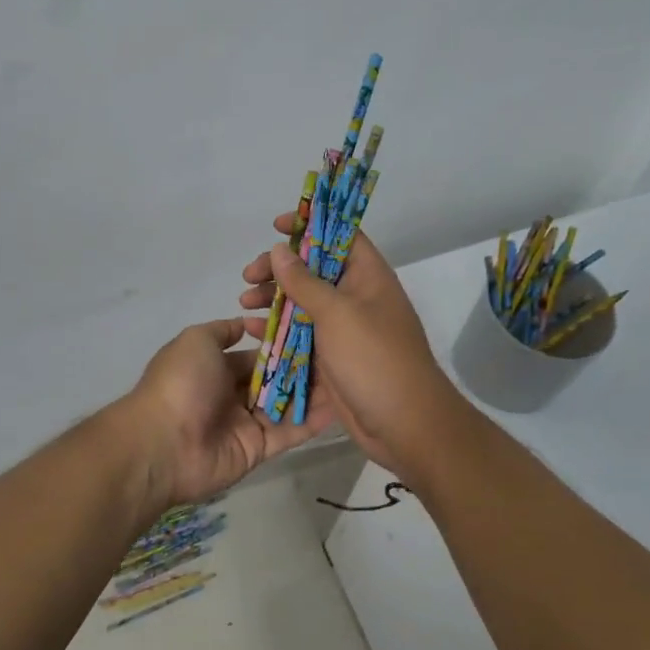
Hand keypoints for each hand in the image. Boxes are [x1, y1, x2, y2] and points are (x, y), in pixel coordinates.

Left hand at [120, 318, 330, 519]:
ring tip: (347, 374)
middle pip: (273, 378)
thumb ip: (223, 331)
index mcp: (214, 367)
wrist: (164, 443)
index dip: (281, 343)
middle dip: (302, 366)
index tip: (314, 329)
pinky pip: (290, 432)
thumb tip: (245, 322)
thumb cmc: (181, 382)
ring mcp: (246, 423)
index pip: (256, 353)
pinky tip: (341, 404)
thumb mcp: (196, 340)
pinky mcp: (259, 449)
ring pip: (285, 403)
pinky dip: (313, 419)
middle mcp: (231, 393)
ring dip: (313, 391)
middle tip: (340, 351)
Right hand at [239, 213, 460, 478]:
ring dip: (273, 301)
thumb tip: (280, 249)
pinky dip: (277, 331)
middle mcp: (357, 298)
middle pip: (314, 270)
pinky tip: (250, 332)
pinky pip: (300, 336)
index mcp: (368, 277)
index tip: (276, 226)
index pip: (339, 235)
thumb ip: (304, 281)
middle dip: (280, 270)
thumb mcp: (336, 313)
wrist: (405, 424)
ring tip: (243, 304)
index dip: (310, 225)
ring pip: (303, 304)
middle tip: (249, 276)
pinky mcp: (332, 358)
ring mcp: (344, 330)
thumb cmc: (374, 358)